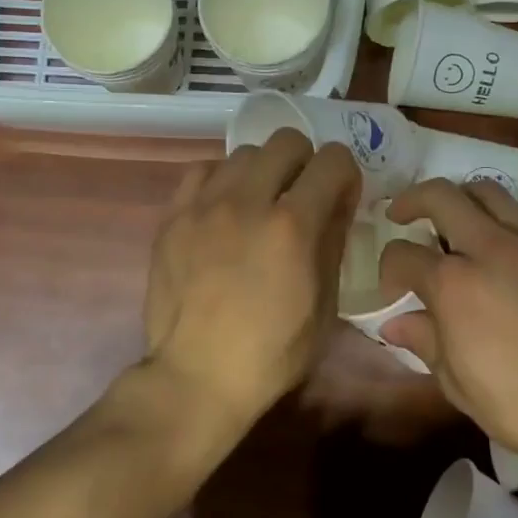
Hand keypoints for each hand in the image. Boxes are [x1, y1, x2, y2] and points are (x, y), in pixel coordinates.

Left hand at [142, 129, 361, 425]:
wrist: (198, 376)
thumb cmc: (272, 352)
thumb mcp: (325, 305)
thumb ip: (333, 241)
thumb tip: (338, 202)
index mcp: (293, 226)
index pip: (333, 160)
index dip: (345, 175)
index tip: (340, 198)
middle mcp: (248, 201)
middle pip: (287, 141)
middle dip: (305, 163)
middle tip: (301, 196)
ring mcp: (204, 205)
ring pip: (244, 153)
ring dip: (263, 171)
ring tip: (259, 205)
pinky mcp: (173, 216)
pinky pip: (202, 170)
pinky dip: (222, 181)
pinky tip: (224, 209)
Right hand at [379, 179, 517, 474]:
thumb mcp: (458, 383)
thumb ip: (424, 341)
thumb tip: (394, 323)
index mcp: (454, 286)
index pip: (403, 255)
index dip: (388, 270)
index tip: (394, 290)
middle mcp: (488, 249)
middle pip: (440, 196)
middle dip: (411, 202)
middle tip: (402, 216)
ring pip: (485, 191)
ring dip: (459, 198)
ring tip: (452, 220)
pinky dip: (498, 220)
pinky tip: (498, 250)